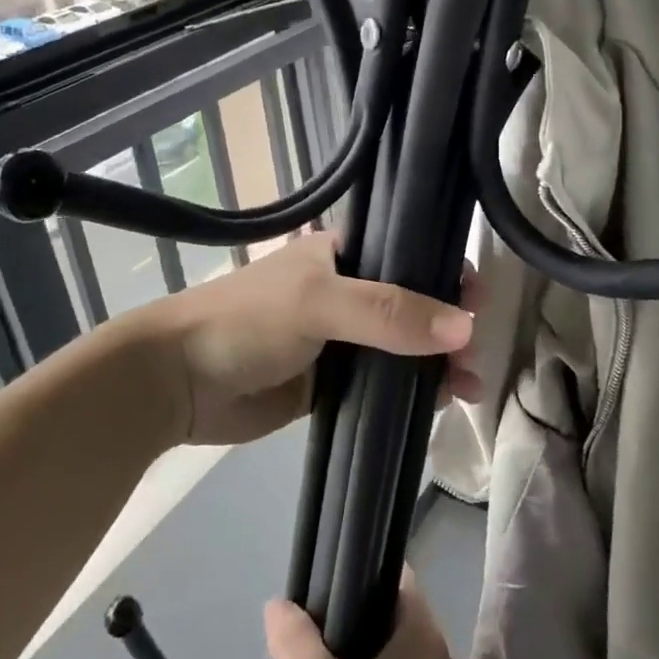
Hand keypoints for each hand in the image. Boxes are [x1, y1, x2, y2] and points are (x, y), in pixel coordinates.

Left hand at [144, 232, 481, 446]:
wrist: (179, 381)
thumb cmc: (248, 321)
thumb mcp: (319, 303)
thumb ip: (390, 313)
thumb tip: (466, 328)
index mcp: (342, 254)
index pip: (409, 253)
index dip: (447, 272)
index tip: (479, 301)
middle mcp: (347, 290)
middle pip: (414, 303)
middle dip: (449, 327)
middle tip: (473, 358)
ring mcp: (340, 339)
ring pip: (404, 347)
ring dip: (438, 363)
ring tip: (469, 388)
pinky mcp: (331, 381)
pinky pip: (384, 383)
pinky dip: (413, 393)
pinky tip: (440, 406)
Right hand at [266, 571, 457, 658]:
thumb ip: (297, 645)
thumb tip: (278, 604)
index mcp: (424, 637)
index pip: (392, 574)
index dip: (355, 568)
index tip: (318, 580)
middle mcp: (433, 657)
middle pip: (383, 609)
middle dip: (341, 614)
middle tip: (301, 627)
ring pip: (380, 647)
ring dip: (344, 651)